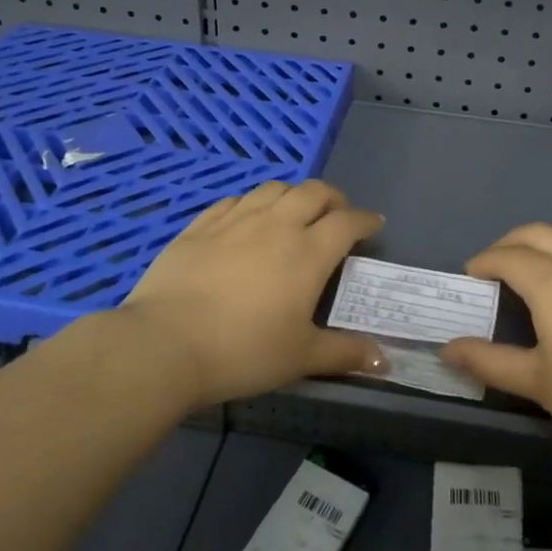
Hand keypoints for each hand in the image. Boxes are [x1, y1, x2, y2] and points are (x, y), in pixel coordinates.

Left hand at [115, 180, 387, 407]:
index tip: (374, 225)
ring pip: (275, 189)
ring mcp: (236, 219)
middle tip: (337, 215)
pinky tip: (248, 218)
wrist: (166, 343)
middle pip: (314, 192)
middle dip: (333, 199)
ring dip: (293, 195)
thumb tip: (385, 361)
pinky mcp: (201, 225)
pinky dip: (252, 203)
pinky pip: (235, 200)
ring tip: (295, 212)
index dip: (365, 220)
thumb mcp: (300, 358)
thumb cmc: (243, 351)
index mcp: (308, 252)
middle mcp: (277, 224)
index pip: (347, 222)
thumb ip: (344, 353)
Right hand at [441, 223, 551, 481]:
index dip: (484, 261)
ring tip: (536, 281)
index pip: (508, 256)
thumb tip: (447, 350)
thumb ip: (490, 362)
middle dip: (511, 242)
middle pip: (539, 233)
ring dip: (546, 250)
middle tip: (496, 267)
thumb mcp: (539, 383)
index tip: (472, 275)